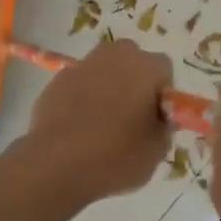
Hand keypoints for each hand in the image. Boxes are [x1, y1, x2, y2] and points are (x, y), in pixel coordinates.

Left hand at [15, 40, 174, 198]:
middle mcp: (115, 56)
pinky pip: (78, 85)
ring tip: (101, 125)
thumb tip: (156, 117)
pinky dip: (81, 99)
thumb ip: (162, 125)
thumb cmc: (117, 156)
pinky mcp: (56, 81)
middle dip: (133, 82)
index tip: (155, 118)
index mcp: (146, 67)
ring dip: (106, 88)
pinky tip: (77, 128)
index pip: (164, 71)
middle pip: (131, 62)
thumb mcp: (157, 149)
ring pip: (102, 71)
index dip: (161, 94)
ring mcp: (82, 66)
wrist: (57, 165)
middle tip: (130, 118)